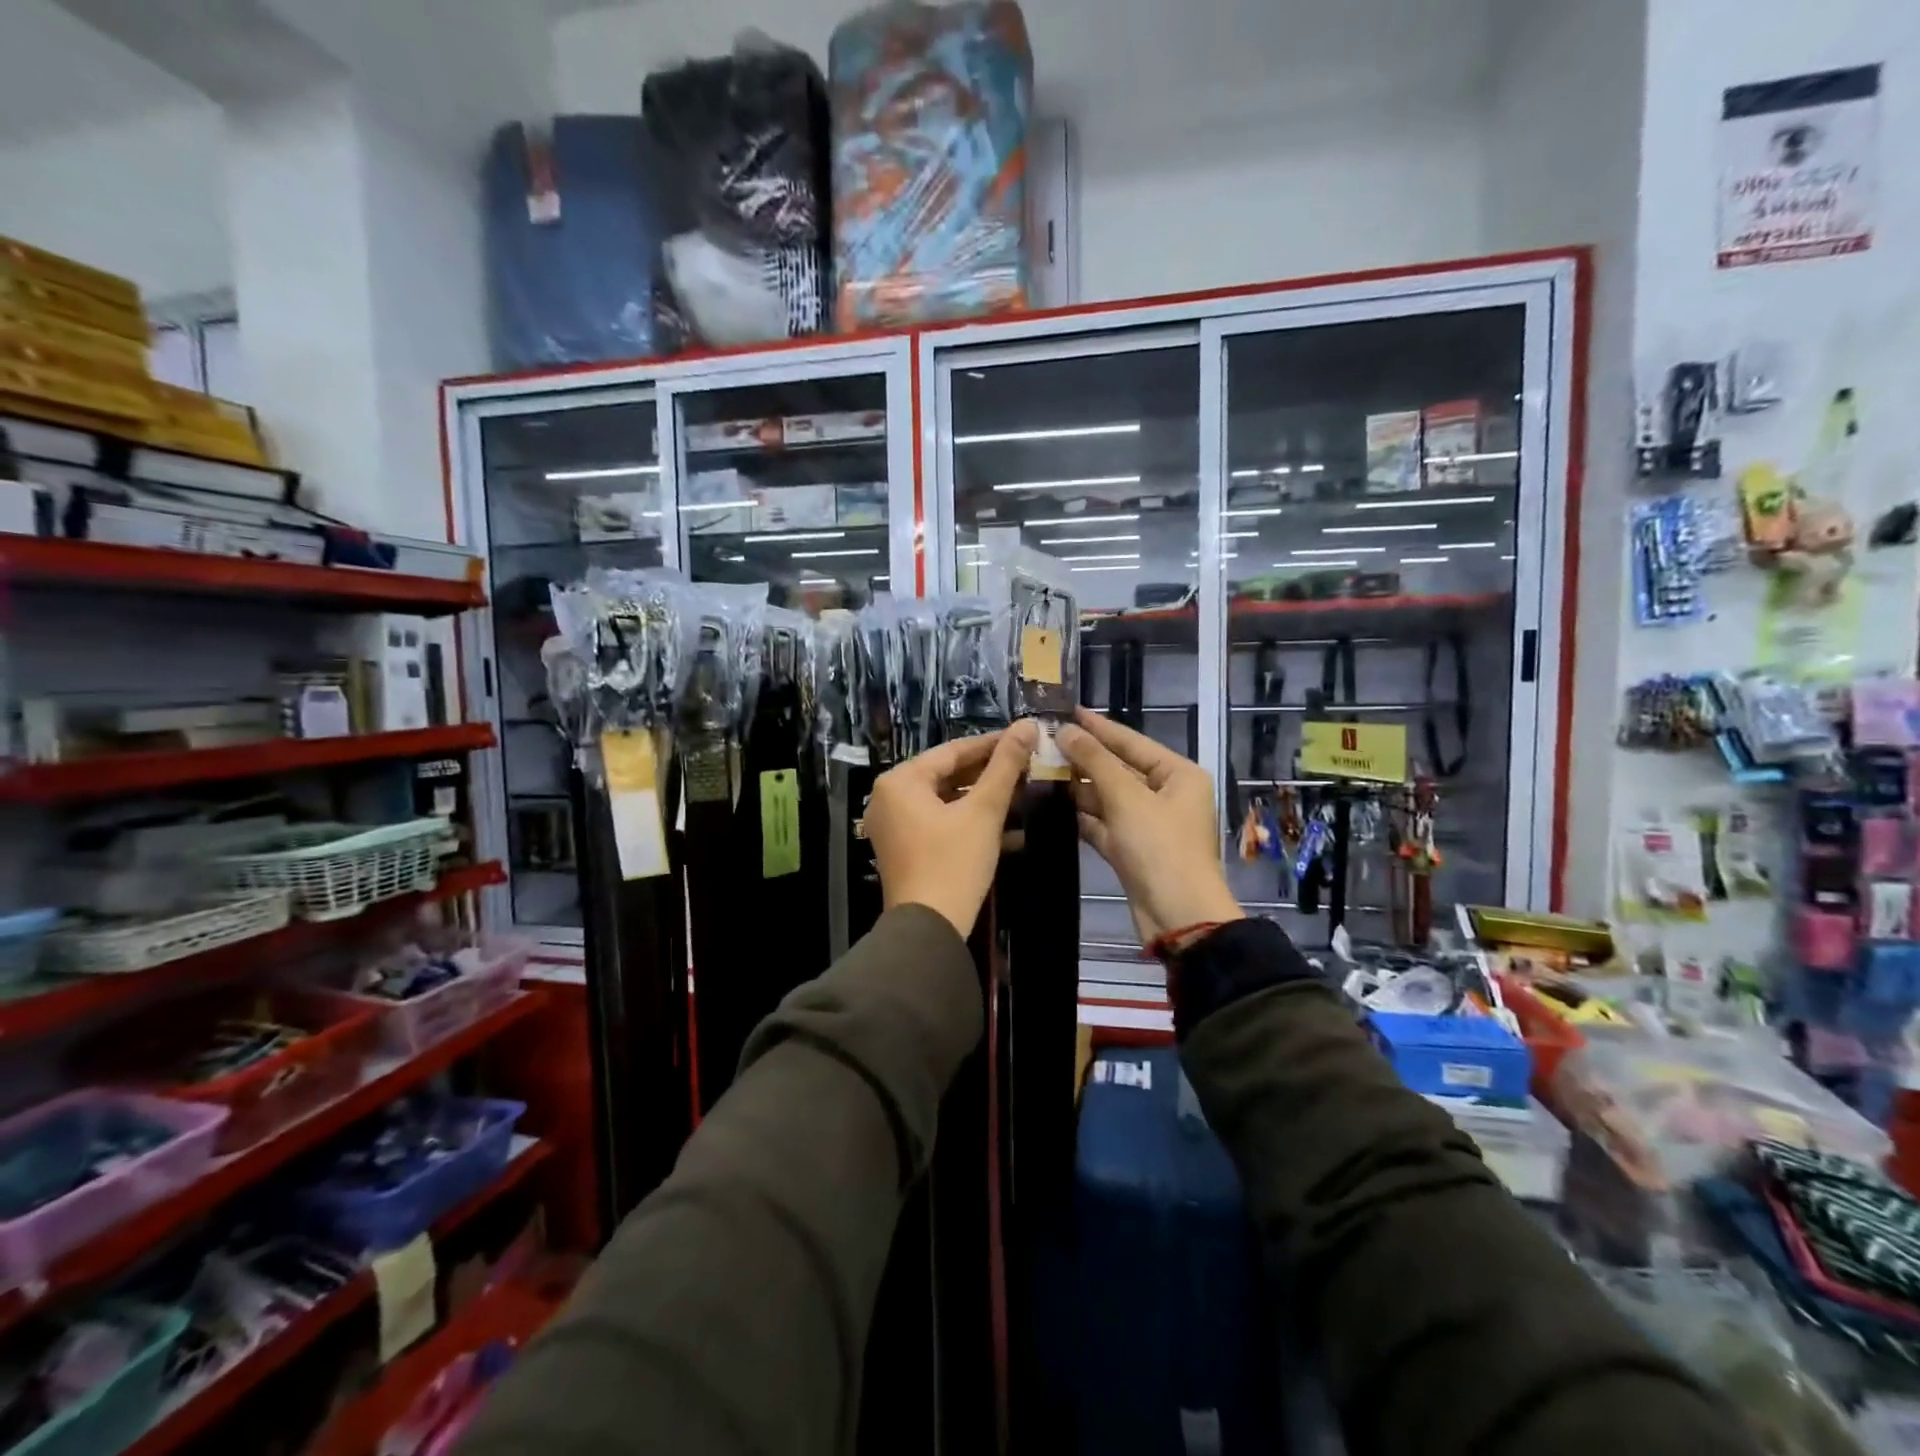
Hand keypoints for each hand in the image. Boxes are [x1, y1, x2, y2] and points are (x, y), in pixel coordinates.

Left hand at [866, 721, 1037, 936]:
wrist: (929, 929)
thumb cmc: (954, 862)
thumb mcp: (984, 811)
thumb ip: (1005, 765)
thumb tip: (1027, 724)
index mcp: (900, 781)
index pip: (953, 751)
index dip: (992, 744)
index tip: (1025, 737)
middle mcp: (889, 798)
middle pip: (947, 775)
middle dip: (989, 773)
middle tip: (1027, 766)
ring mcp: (894, 826)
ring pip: (946, 801)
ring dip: (983, 799)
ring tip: (1023, 792)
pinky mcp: (905, 849)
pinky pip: (940, 823)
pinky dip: (969, 822)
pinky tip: (1009, 828)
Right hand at [1058, 707, 1242, 946]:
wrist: (1178, 918)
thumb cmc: (1160, 848)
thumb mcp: (1127, 799)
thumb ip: (1095, 761)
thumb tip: (1065, 730)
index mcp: (1178, 775)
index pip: (1131, 742)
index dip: (1098, 727)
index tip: (1067, 711)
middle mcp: (1166, 795)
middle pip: (1119, 769)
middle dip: (1084, 758)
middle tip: (1045, 742)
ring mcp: (1148, 824)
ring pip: (1108, 797)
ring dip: (1079, 787)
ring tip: (1040, 769)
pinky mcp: (1132, 850)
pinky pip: (1104, 824)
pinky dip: (1082, 816)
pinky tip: (1052, 804)